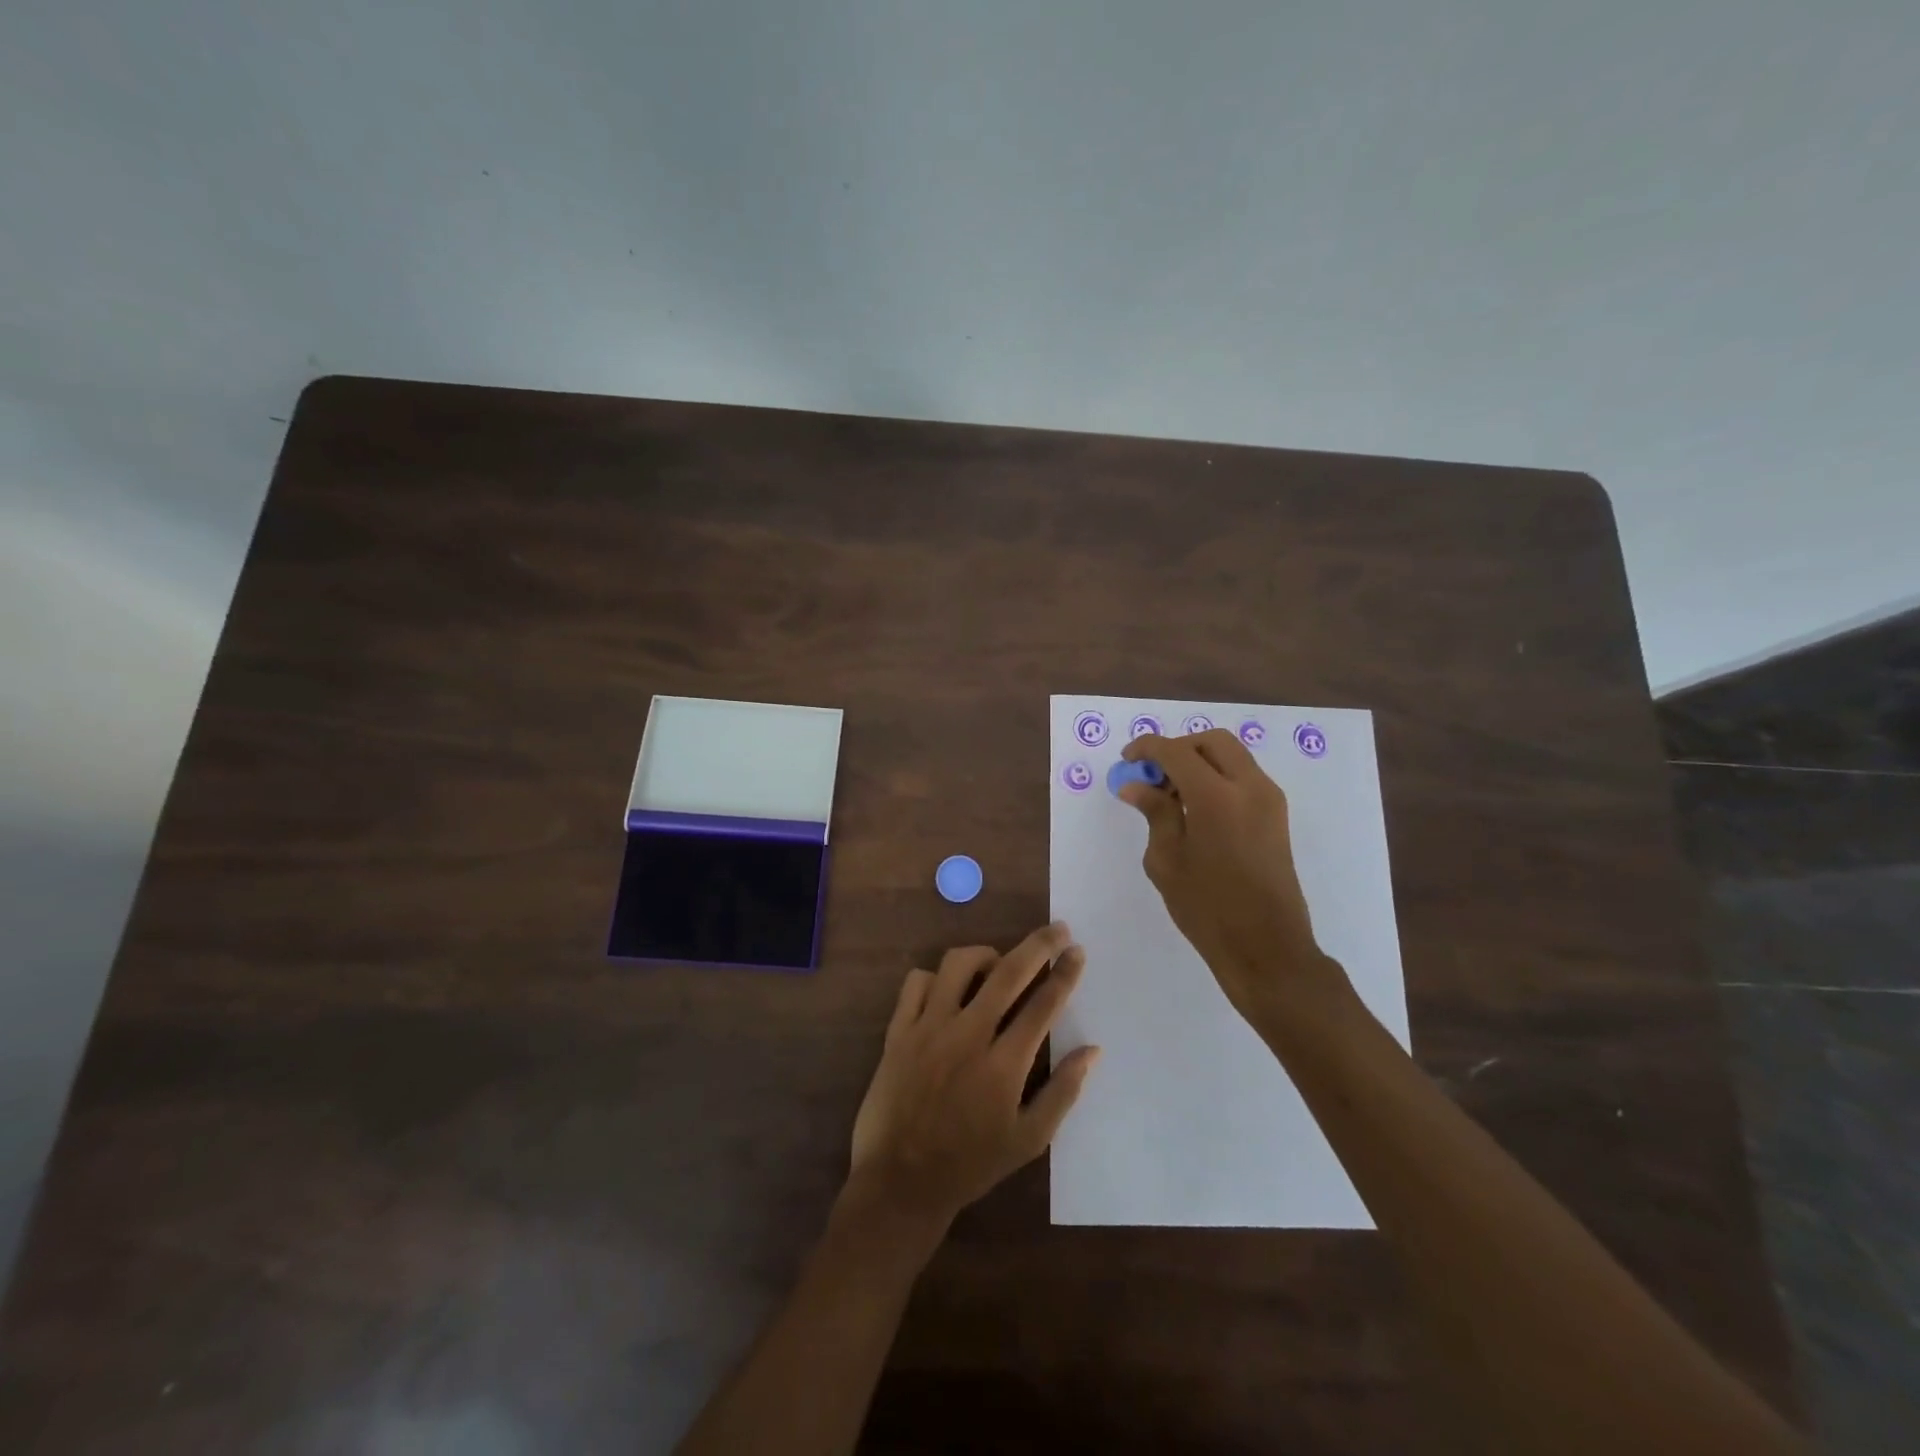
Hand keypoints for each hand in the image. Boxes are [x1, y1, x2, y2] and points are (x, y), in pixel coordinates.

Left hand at [847, 923, 1100, 1228]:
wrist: (900, 1183)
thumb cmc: (970, 1165)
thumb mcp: (1028, 1140)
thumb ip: (1063, 1092)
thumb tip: (1093, 1050)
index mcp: (1004, 1064)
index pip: (1043, 1004)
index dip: (1065, 973)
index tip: (1078, 951)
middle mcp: (968, 1035)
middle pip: (1008, 971)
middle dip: (1039, 944)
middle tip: (1057, 928)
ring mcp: (928, 1029)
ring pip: (958, 964)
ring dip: (985, 955)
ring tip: (997, 965)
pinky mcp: (898, 1031)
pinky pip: (916, 982)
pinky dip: (936, 977)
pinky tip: (948, 989)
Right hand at [1118, 729, 1351, 1022]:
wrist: (1267, 947)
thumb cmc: (1208, 908)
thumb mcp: (1167, 860)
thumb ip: (1154, 813)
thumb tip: (1136, 785)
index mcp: (1216, 797)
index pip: (1176, 751)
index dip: (1148, 748)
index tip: (1127, 759)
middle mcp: (1249, 786)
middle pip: (1212, 741)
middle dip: (1178, 748)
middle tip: (1153, 775)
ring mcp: (1269, 799)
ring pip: (1231, 756)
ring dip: (1199, 761)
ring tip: (1171, 795)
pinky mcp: (1277, 815)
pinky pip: (1243, 777)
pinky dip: (1217, 777)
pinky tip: (1196, 809)